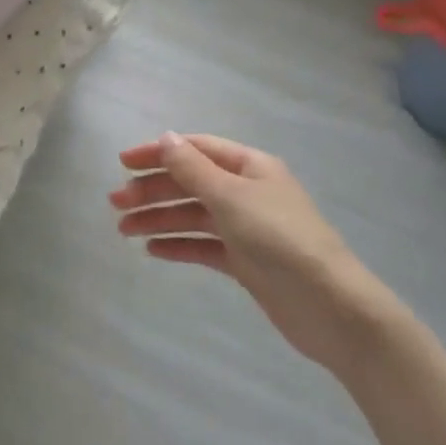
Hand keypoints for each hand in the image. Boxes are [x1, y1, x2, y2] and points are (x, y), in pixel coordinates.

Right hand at [109, 132, 401, 376]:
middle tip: (114, 203)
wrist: (331, 306)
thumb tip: (166, 138)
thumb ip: (192, 169)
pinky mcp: (246, 261)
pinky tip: (152, 250)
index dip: (158, 153)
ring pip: (193, 215)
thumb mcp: (231, 197)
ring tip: (123, 229)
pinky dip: (178, 245)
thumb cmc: (280, 239)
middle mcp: (246, 192)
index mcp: (249, 167)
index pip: (195, 150)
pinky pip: (204, 246)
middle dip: (152, 190)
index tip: (122, 163)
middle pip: (190, 183)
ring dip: (159, 219)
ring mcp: (246, 228)